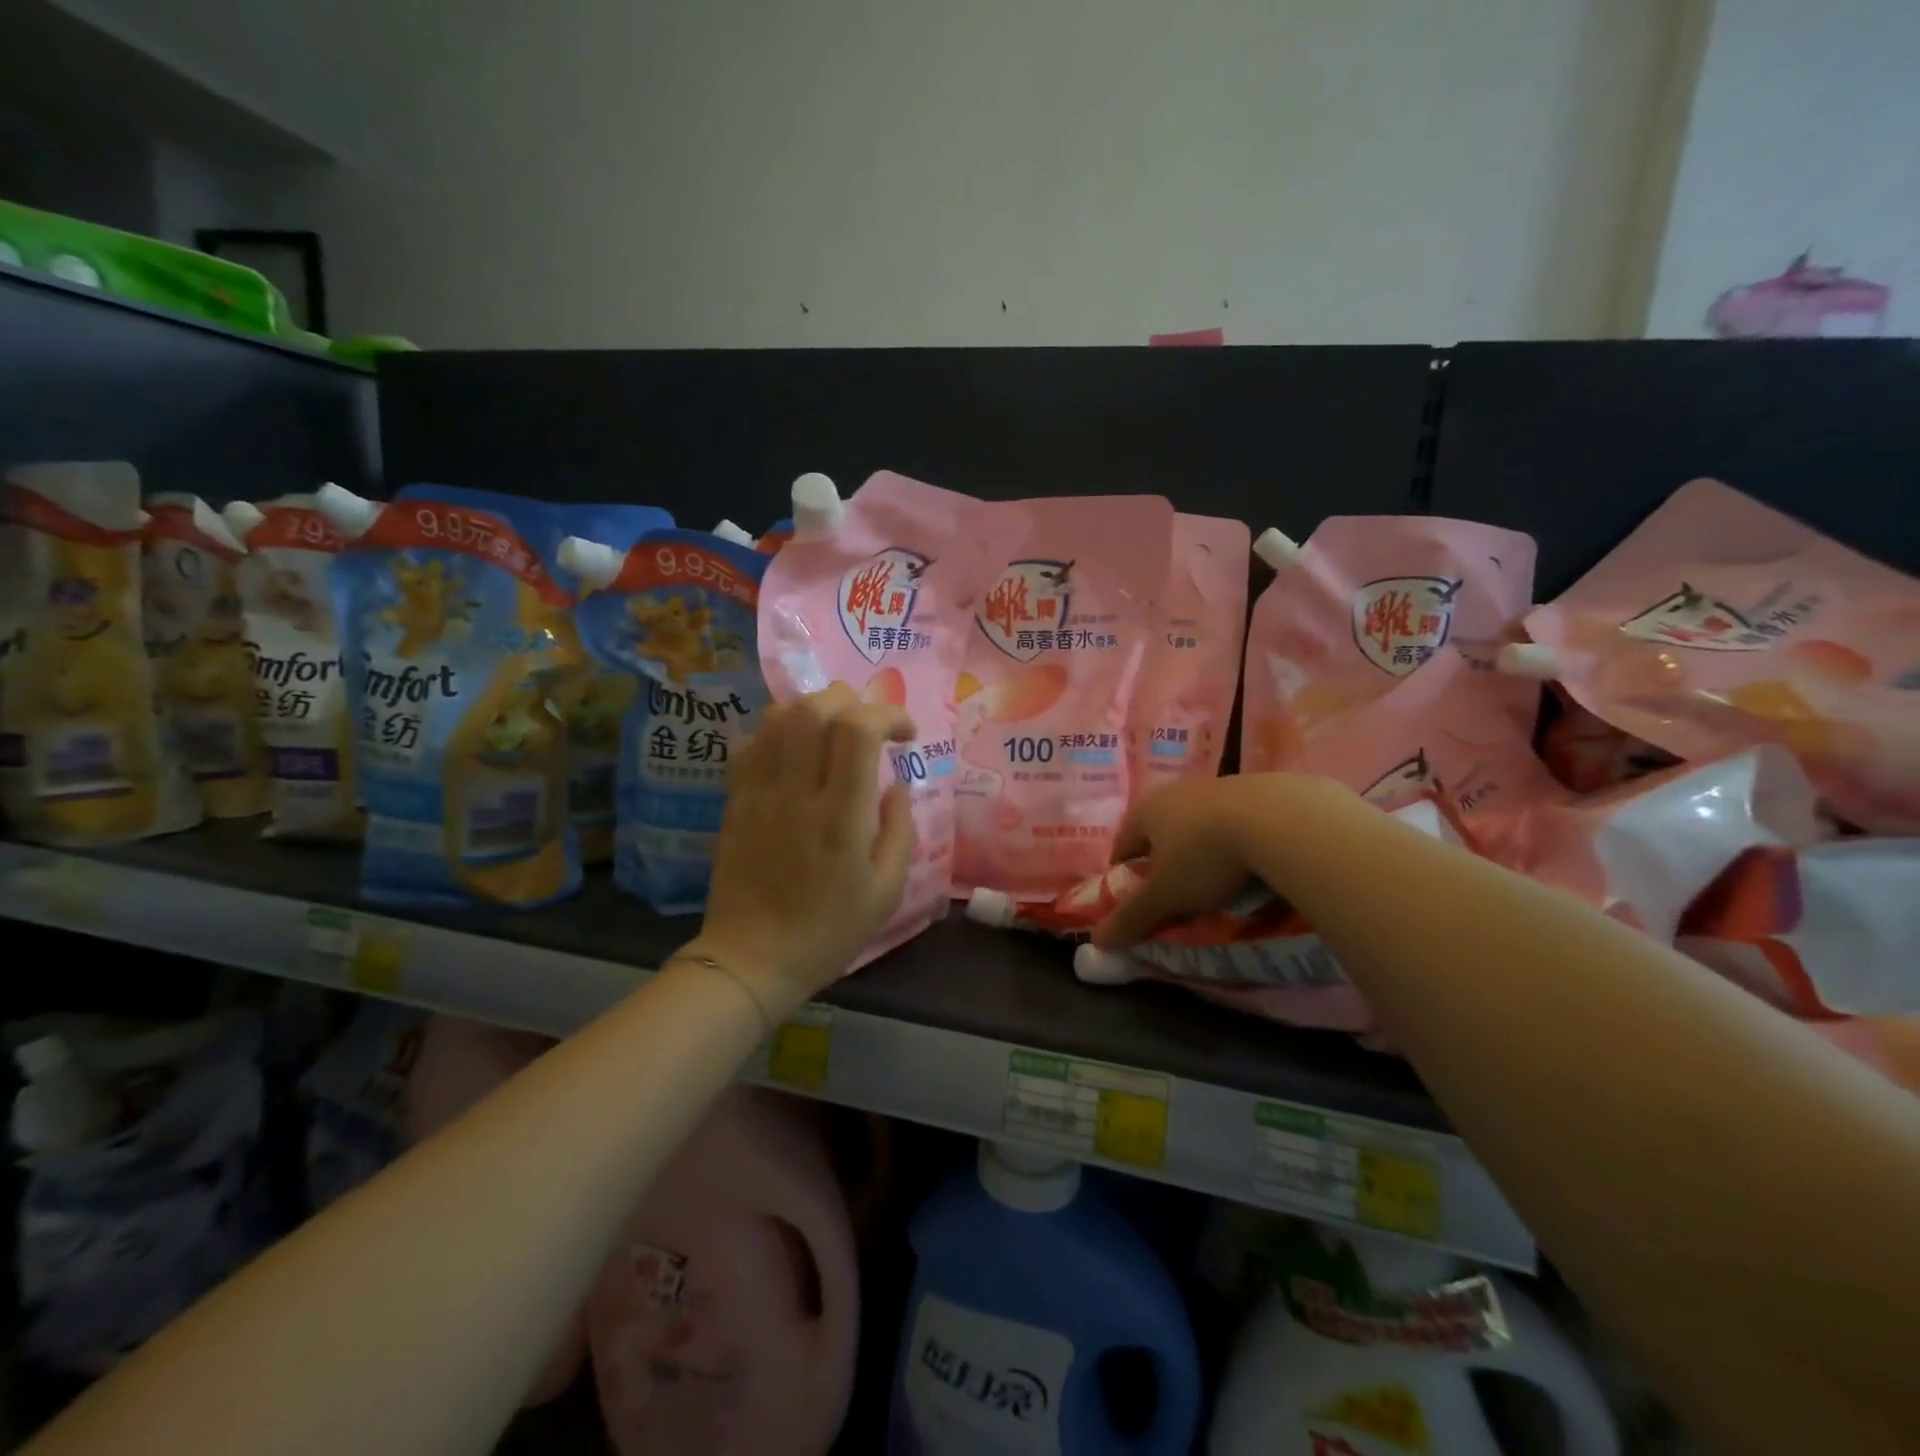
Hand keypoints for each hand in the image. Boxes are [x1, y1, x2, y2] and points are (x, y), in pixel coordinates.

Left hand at [690, 683, 916, 1011]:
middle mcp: (797, 792)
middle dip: (850, 702)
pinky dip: (779, 731)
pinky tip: (796, 751)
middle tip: (869, 727)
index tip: (906, 735)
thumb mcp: (886, 892)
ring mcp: (760, 792)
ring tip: (833, 732)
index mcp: (841, 816)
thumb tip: (896, 783)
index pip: (857, 729)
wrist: (752, 958)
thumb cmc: (828, 931)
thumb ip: (899, 829)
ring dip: (813, 709)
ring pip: (778, 717)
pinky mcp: (735, 799)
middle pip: (814, 708)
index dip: (887, 715)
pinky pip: (752, 743)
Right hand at [1091, 775, 1272, 948]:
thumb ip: (1132, 917)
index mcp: (1146, 810)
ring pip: (1198, 822)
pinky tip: (1251, 860)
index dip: (1123, 871)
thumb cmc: (1206, 857)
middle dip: (1163, 858)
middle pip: (1160, 829)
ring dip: (1201, 846)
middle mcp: (1176, 791)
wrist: (1279, 820)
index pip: (1122, 843)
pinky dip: (1236, 839)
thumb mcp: (1166, 896)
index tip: (1132, 896)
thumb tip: (1097, 940)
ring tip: (1217, 878)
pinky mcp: (1255, 788)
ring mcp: (1216, 786)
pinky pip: (1235, 818)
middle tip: (1175, 891)